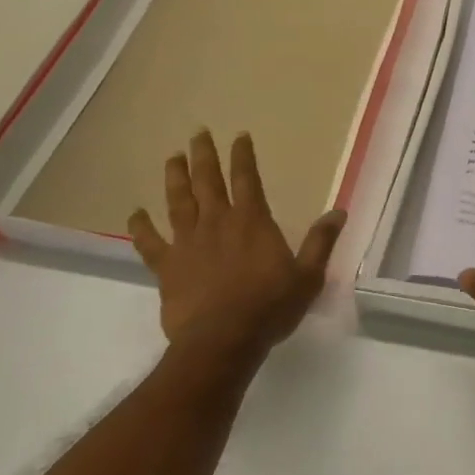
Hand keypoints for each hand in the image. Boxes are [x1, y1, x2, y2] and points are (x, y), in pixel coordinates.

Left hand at [129, 130, 345, 361]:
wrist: (223, 341)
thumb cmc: (269, 307)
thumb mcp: (307, 276)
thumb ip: (320, 242)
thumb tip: (339, 212)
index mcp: (252, 221)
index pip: (247, 178)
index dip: (243, 155)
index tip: (239, 135)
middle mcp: (217, 222)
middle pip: (207, 181)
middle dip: (203, 155)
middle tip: (197, 133)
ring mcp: (188, 243)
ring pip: (178, 202)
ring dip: (175, 177)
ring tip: (172, 158)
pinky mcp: (167, 266)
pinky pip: (149, 242)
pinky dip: (141, 227)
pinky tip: (135, 213)